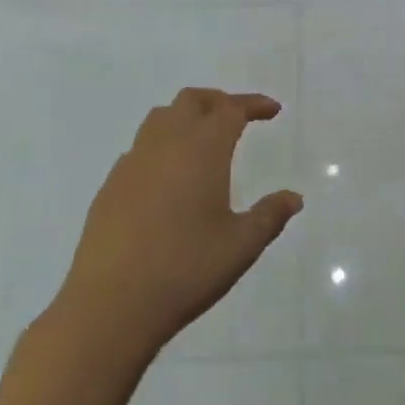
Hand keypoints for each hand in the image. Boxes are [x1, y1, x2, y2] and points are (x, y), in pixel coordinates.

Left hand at [63, 89, 302, 354]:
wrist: (110, 304)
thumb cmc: (185, 269)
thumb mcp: (240, 246)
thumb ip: (269, 216)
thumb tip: (293, 198)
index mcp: (202, 149)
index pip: (231, 109)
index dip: (253, 104)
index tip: (272, 110)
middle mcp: (166, 144)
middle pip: (192, 100)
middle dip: (218, 101)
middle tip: (238, 118)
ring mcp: (133, 162)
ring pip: (161, 117)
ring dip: (186, 117)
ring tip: (202, 140)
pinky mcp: (111, 185)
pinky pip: (140, 147)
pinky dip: (161, 146)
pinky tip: (168, 177)